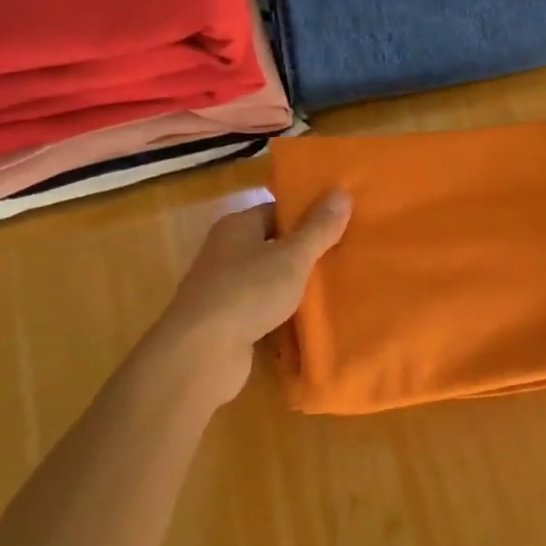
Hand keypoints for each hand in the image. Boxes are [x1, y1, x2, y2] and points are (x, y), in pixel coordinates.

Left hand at [149, 190, 351, 404]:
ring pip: (268, 279)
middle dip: (305, 252)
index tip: (341, 223)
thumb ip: (318, 228)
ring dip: (295, 285)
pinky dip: (283, 312)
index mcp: (237, 226)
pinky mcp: (226, 322)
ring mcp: (223, 289)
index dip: (308, 215)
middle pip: (273, 244)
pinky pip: (262, 308)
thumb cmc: (248, 292)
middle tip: (345, 254)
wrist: (201, 354)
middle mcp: (225, 252)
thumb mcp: (292, 257)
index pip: (277, 210)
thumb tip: (341, 192)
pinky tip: (310, 318)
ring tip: (335, 286)